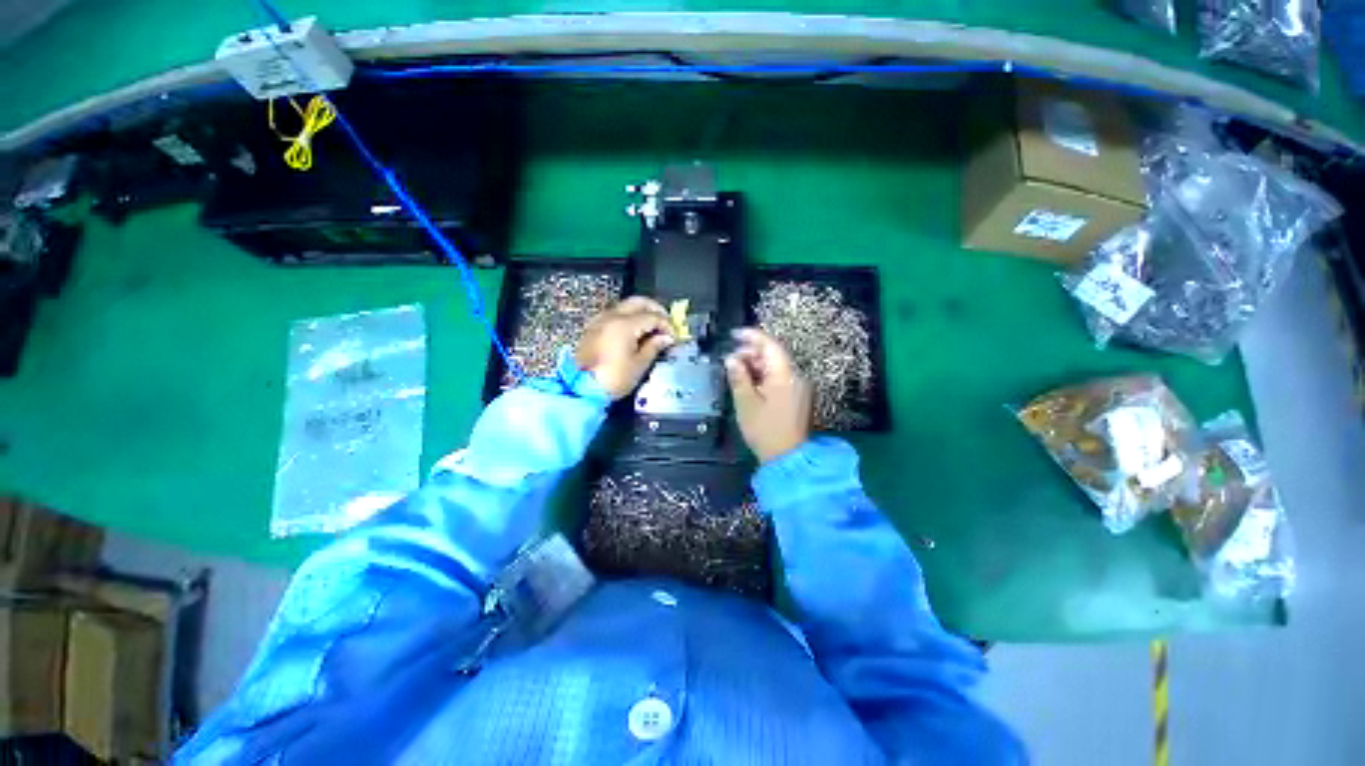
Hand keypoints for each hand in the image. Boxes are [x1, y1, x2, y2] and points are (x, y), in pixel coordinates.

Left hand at [575, 297, 675, 399]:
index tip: (674, 337)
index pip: (653, 316)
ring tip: (652, 328)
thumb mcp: (639, 364)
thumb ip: (654, 346)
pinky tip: (634, 332)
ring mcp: (599, 320)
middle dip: (656, 310)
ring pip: (625, 306)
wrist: (581, 390)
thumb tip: (666, 338)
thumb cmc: (614, 379)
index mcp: (625, 324)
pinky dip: (628, 318)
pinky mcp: (593, 328)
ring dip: (641, 312)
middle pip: (639, 302)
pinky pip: (614, 314)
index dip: (667, 325)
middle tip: (666, 323)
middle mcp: (611, 316)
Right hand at [725, 328, 812, 463]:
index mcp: (785, 374)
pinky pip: (780, 378)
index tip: (734, 334)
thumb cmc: (765, 430)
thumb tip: (731, 359)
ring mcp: (799, 387)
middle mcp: (796, 376)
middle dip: (752, 353)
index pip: (769, 345)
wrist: (788, 458)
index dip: (751, 336)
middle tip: (731, 360)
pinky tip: (751, 384)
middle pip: (774, 354)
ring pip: (776, 366)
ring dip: (757, 365)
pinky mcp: (798, 397)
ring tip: (738, 372)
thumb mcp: (746, 402)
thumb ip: (738, 377)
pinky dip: (765, 376)